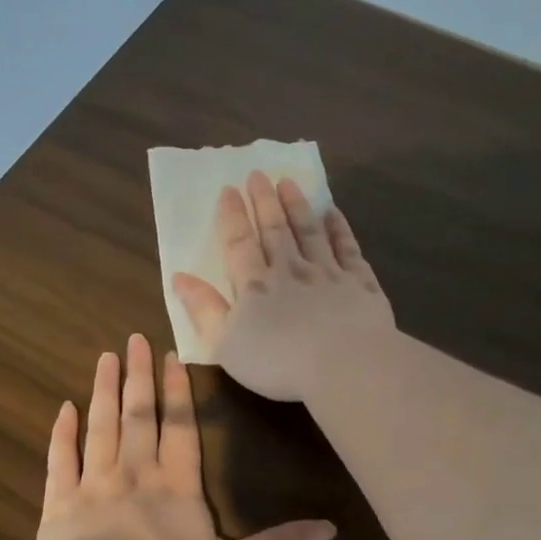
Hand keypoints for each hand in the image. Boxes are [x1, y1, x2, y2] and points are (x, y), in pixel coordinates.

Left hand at [34, 333, 335, 539]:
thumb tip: (330, 528)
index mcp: (177, 485)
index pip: (180, 428)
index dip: (178, 392)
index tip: (172, 356)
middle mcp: (136, 472)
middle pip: (139, 416)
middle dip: (139, 377)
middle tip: (134, 339)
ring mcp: (94, 482)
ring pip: (101, 426)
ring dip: (104, 391)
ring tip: (106, 358)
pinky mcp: (60, 500)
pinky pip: (61, 458)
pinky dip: (62, 433)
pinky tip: (63, 408)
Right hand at [172, 172, 395, 402]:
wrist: (345, 365)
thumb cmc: (278, 362)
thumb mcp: (226, 344)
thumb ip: (204, 310)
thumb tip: (180, 277)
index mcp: (255, 286)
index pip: (239, 244)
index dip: (232, 216)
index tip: (228, 189)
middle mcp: (291, 270)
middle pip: (275, 229)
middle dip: (264, 201)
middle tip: (258, 174)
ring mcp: (328, 274)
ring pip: (310, 232)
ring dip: (298, 206)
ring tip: (289, 183)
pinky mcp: (360, 283)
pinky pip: (348, 249)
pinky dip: (340, 229)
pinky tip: (334, 214)